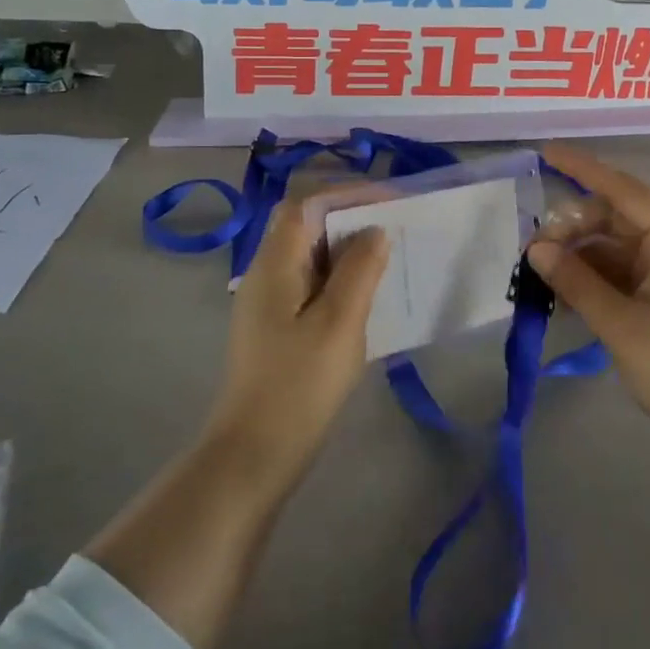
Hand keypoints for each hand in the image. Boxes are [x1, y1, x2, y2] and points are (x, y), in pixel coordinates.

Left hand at [202, 203, 389, 494]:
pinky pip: (311, 283)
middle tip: (395, 227)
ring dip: (347, 249)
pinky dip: (340, 277)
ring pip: (310, 255)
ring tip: (389, 257)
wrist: (254, 455)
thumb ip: (359, 270)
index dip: (346, 194)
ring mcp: (268, 302)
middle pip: (305, 225)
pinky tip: (367, 296)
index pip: (305, 204)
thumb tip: (375, 230)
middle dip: (350, 218)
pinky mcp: (276, 326)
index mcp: (274, 264)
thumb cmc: (299, 385)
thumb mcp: (339, 323)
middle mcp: (266, 273)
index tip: (389, 201)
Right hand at [528, 143, 649, 482]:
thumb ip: (575, 281)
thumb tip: (535, 248)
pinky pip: (625, 273)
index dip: (581, 169)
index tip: (544, 153)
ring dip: (581, 257)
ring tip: (540, 275)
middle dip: (573, 228)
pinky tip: (565, 296)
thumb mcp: (621, 324)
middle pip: (616, 218)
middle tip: (532, 250)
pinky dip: (596, 279)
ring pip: (617, 247)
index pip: (622, 188)